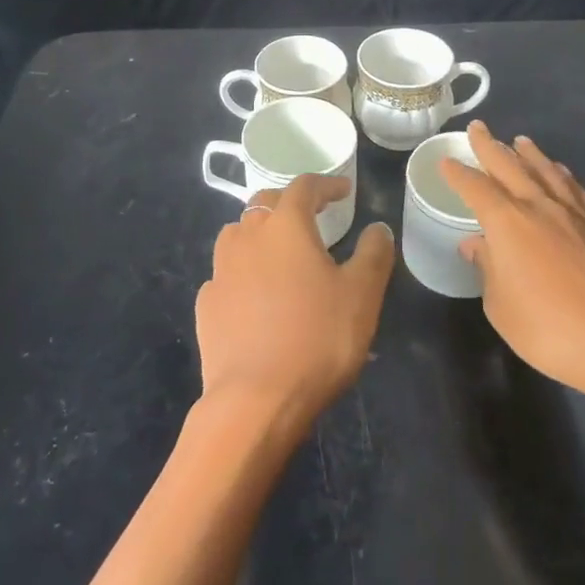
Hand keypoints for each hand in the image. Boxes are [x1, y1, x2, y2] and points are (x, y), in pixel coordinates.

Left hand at [195, 175, 394, 430]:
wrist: (255, 400)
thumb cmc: (317, 339)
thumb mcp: (362, 295)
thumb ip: (373, 254)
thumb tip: (377, 228)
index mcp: (286, 226)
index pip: (305, 186)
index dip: (326, 184)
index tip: (344, 191)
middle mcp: (248, 236)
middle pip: (265, 202)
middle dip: (290, 202)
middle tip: (311, 215)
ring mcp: (221, 270)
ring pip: (238, 233)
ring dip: (260, 232)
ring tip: (279, 250)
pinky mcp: (207, 304)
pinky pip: (226, 273)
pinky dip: (243, 271)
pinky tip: (255, 293)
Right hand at [441, 122, 584, 403]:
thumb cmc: (548, 328)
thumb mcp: (501, 306)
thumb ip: (488, 268)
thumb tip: (477, 244)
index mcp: (507, 222)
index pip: (475, 187)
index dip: (458, 173)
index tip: (446, 160)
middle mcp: (538, 206)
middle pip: (509, 166)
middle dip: (490, 146)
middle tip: (478, 128)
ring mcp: (574, 213)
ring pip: (546, 170)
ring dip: (529, 153)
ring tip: (520, 141)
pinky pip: (575, 189)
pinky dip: (562, 175)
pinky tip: (561, 173)